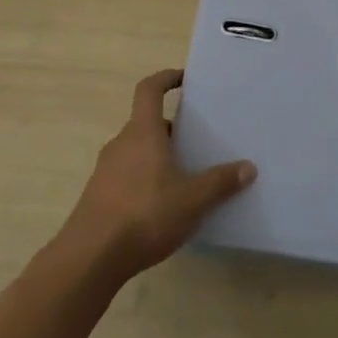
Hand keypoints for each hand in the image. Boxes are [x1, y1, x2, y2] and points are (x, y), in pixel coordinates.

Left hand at [62, 69, 256, 280]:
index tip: (184, 80)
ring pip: (136, 151)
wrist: (89, 259)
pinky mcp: (98, 197)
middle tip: (196, 140)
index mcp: (142, 131)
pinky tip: (162, 207)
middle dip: (171, 128)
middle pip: (146, 123)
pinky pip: (127, 176)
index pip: (149, 89)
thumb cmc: (145, 214)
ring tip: (184, 176)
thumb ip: (221, 182)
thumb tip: (249, 167)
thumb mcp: (192, 200)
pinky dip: (145, 180)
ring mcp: (105, 171)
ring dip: (157, 156)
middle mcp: (121, 143)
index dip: (166, 78)